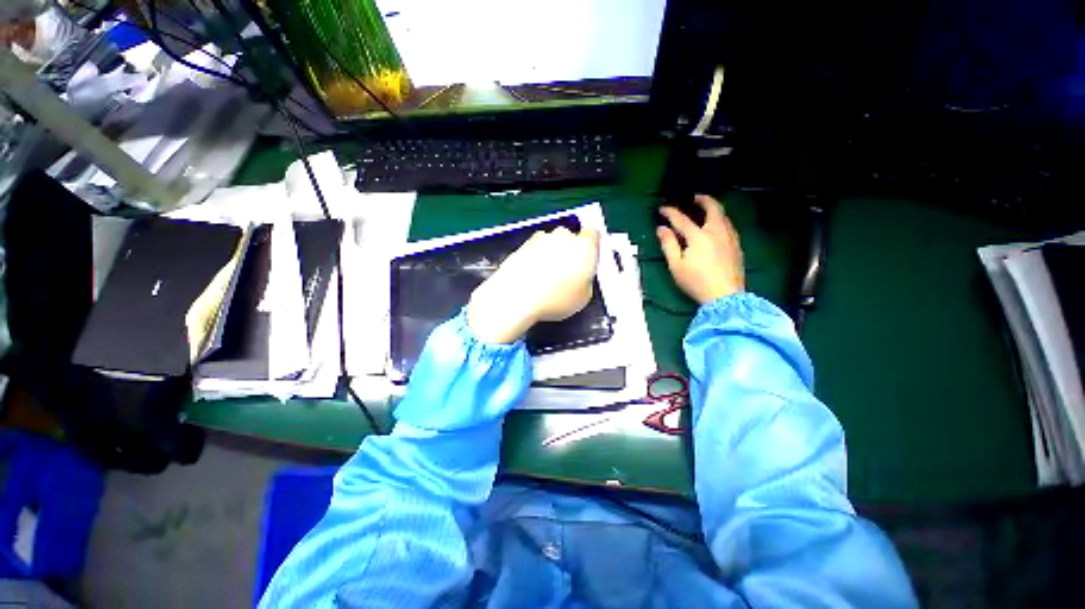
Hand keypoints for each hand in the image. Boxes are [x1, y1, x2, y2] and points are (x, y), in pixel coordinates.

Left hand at [468, 227, 599, 343]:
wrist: (516, 298)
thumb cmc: (554, 299)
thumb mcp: (584, 297)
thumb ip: (586, 279)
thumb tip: (581, 277)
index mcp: (584, 246)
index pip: (593, 235)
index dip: (590, 247)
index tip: (587, 259)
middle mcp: (563, 236)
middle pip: (570, 238)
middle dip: (569, 252)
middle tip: (567, 274)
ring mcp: (541, 239)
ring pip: (551, 243)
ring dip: (551, 255)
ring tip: (547, 279)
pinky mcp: (522, 245)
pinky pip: (534, 250)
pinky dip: (534, 260)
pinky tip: (532, 278)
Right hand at [657, 194, 743, 303]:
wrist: (725, 296)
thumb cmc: (696, 282)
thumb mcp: (676, 266)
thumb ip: (668, 245)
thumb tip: (661, 229)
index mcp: (699, 237)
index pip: (682, 219)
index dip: (670, 212)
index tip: (662, 209)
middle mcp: (717, 232)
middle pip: (713, 208)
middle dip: (703, 200)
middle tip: (695, 197)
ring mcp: (730, 238)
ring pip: (724, 216)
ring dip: (714, 209)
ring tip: (705, 209)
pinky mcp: (737, 246)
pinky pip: (729, 225)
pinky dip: (721, 220)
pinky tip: (717, 227)